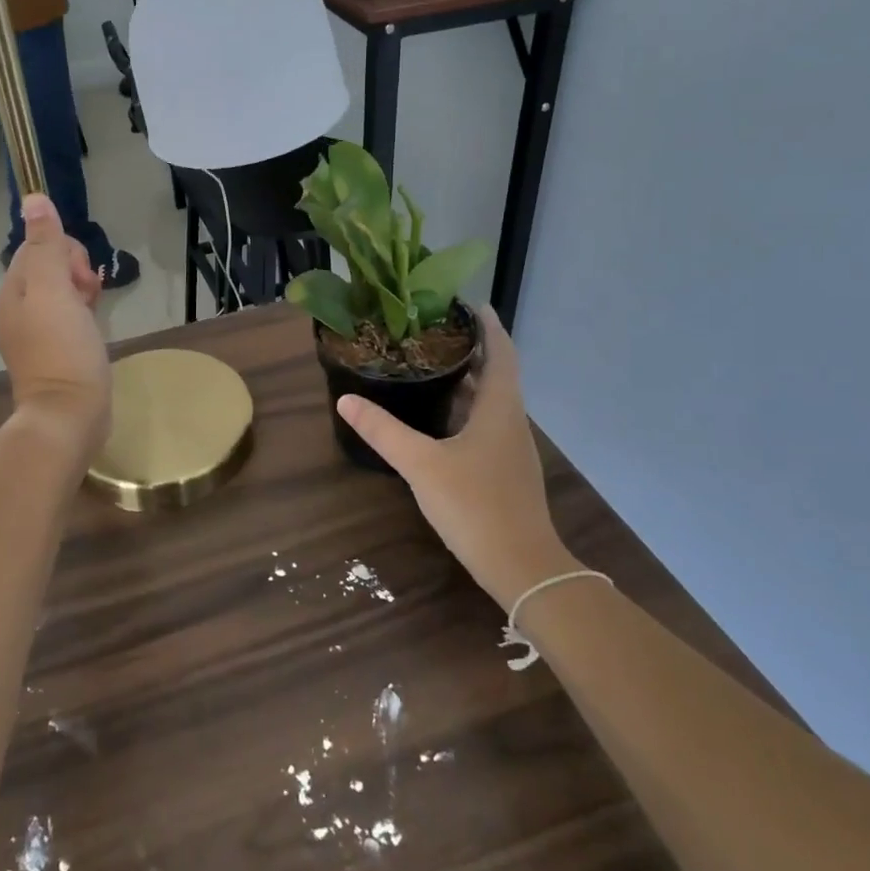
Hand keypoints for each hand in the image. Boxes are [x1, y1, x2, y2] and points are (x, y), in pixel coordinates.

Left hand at [0, 194, 109, 452]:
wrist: (70, 415)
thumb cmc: (62, 350)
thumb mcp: (54, 290)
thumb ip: (45, 245)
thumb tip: (33, 199)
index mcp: (13, 293)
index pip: (36, 249)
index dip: (64, 252)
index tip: (82, 277)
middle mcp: (18, 311)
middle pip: (49, 269)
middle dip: (75, 271)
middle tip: (90, 294)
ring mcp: (36, 335)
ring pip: (62, 293)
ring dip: (82, 291)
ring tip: (95, 309)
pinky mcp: (56, 353)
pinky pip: (69, 317)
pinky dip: (83, 313)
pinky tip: (95, 324)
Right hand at [335, 307, 576, 608]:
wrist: (523, 567)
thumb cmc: (476, 506)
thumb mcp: (422, 465)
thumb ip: (384, 431)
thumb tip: (346, 400)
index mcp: (500, 408)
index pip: (501, 351)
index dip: (488, 324)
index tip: (466, 303)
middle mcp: (511, 421)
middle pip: (497, 372)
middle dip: (471, 348)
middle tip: (432, 331)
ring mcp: (511, 448)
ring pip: (491, 401)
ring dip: (468, 380)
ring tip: (431, 365)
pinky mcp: (505, 470)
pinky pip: (487, 424)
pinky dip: (465, 409)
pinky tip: (439, 419)